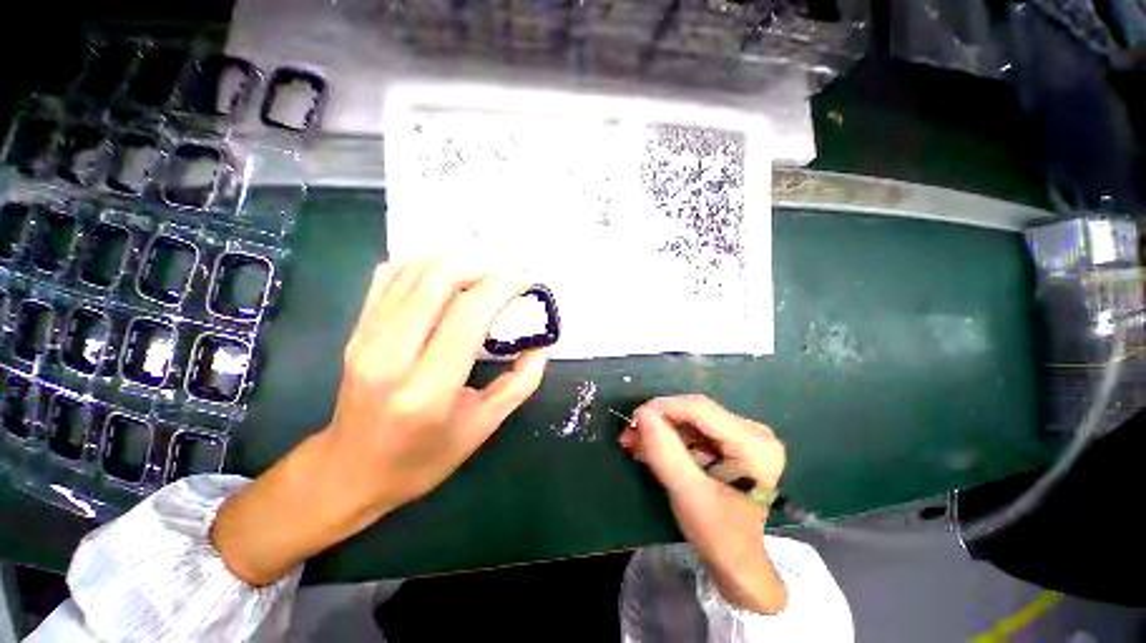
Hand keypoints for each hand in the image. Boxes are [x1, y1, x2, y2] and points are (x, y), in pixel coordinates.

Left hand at [212, 260, 550, 585]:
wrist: (349, 472)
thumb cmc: (423, 458)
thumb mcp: (483, 426)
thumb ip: (521, 381)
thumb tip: (544, 343)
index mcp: (428, 388)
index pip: (468, 313)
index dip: (502, 286)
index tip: (526, 281)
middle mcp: (390, 355)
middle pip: (438, 278)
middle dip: (481, 267)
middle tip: (504, 281)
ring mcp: (366, 337)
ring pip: (414, 269)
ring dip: (455, 263)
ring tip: (480, 280)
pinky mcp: (356, 330)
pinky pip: (390, 276)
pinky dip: (424, 266)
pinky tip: (446, 282)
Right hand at [620, 395, 788, 613]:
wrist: (736, 561)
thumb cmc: (719, 535)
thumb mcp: (689, 495)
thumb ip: (666, 453)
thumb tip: (642, 415)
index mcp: (754, 444)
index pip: (700, 409)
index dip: (663, 408)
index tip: (632, 421)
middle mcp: (753, 431)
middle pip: (694, 411)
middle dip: (658, 420)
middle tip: (629, 434)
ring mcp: (742, 434)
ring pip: (689, 417)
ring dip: (659, 428)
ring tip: (634, 442)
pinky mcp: (729, 440)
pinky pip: (692, 428)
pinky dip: (668, 436)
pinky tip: (649, 446)